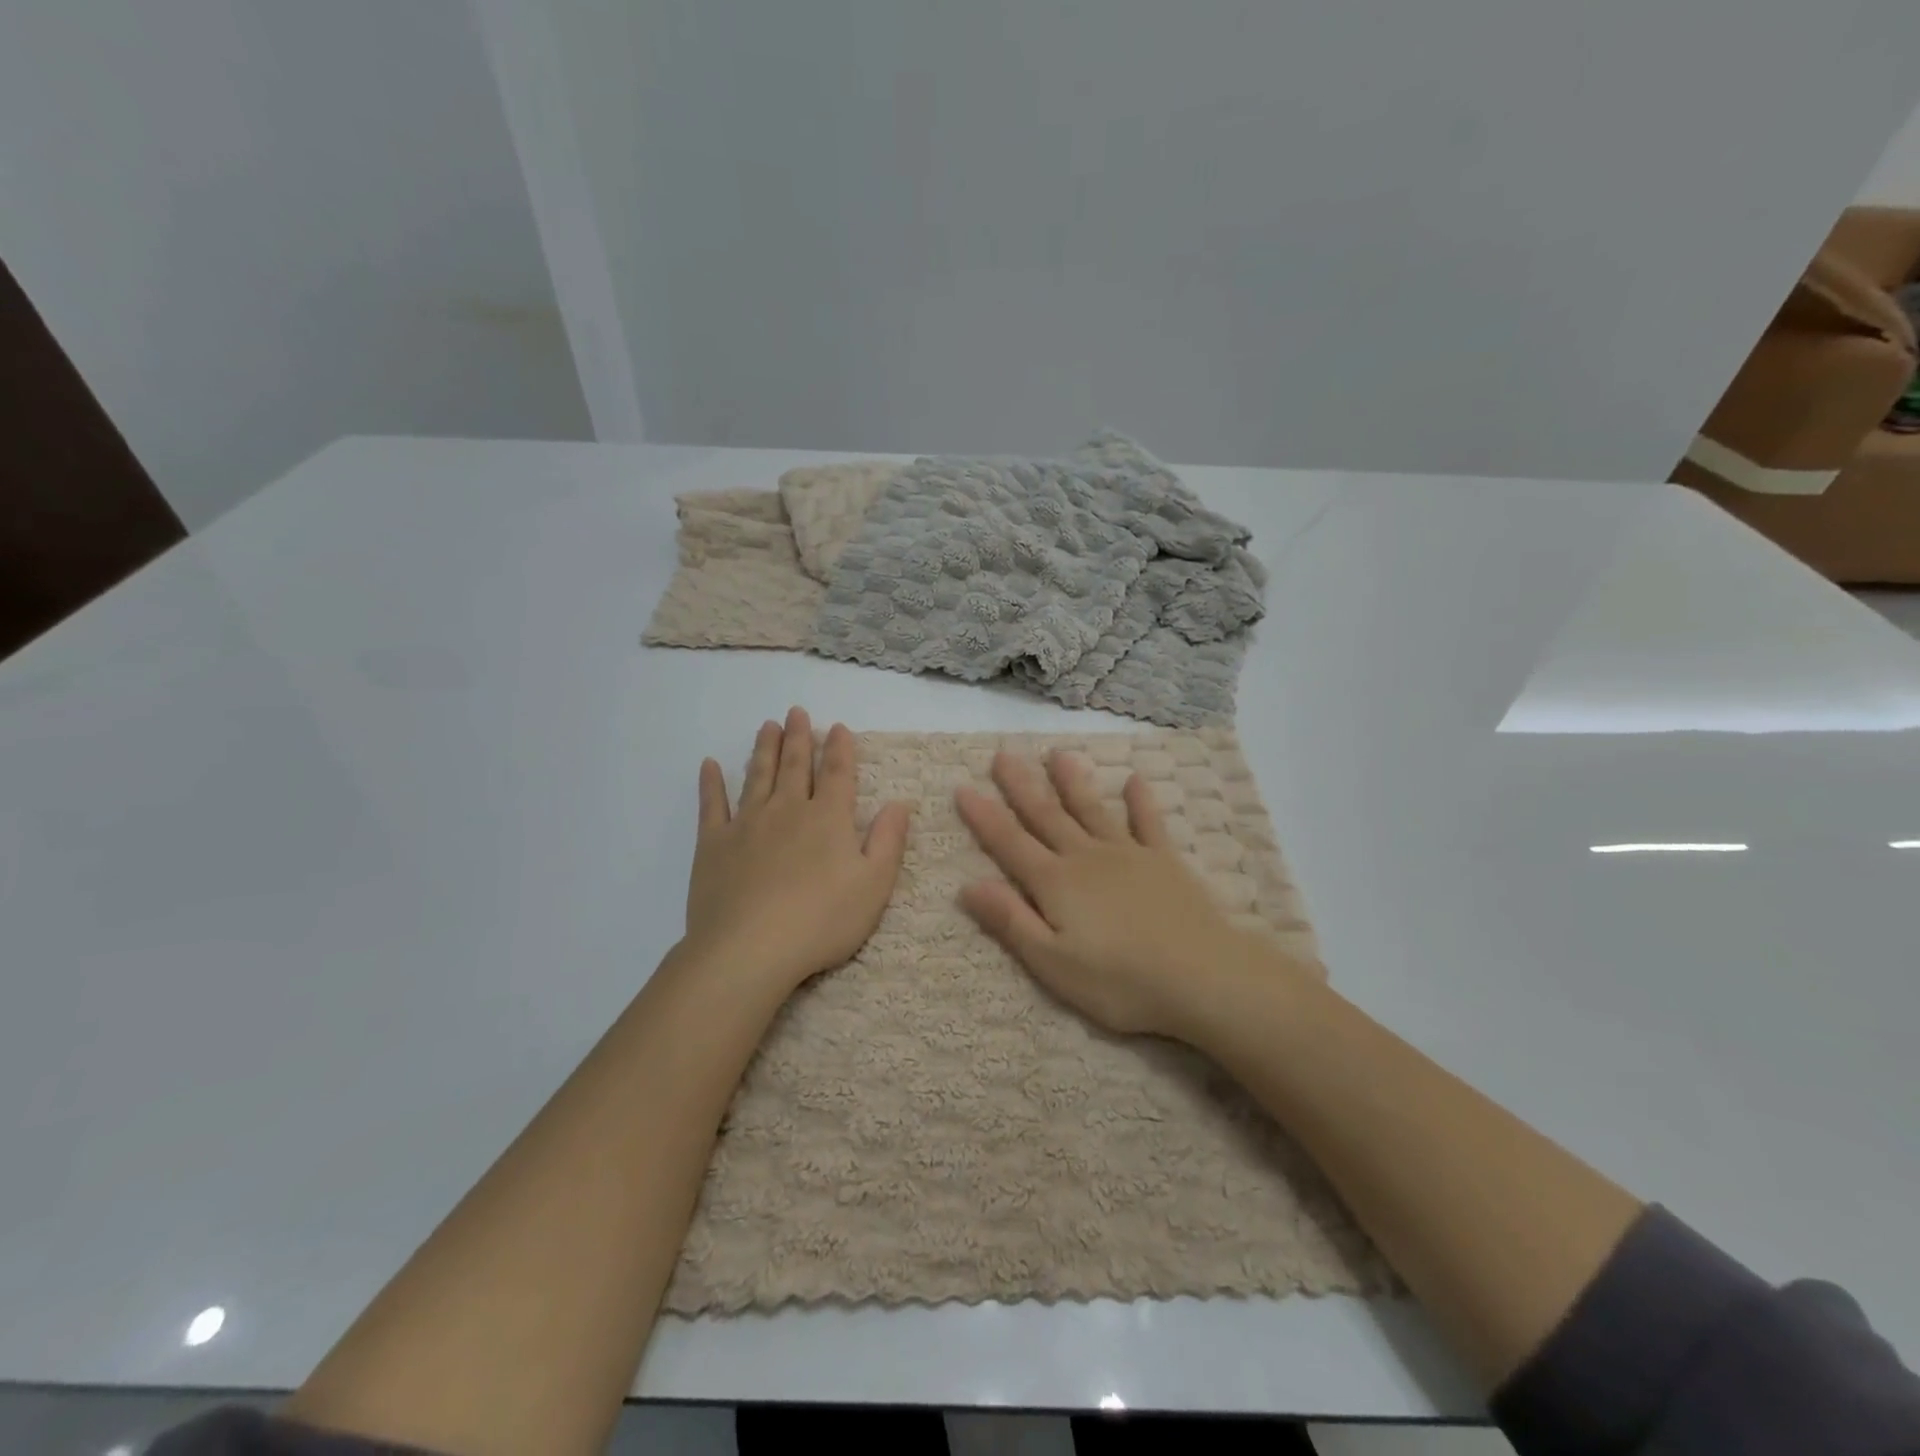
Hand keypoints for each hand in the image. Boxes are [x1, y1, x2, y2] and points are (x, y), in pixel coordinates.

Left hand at [685, 707, 910, 993]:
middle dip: (799, 738)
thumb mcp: (873, 885)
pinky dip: (711, 783)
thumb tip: (898, 803)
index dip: (840, 749)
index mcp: (828, 819)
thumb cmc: (821, 921)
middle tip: (796, 712)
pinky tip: (709, 765)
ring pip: (758, 776)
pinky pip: (712, 805)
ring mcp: (747, 824)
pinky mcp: (714, 844)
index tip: (838, 727)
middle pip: (795, 766)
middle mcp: (788, 810)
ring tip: (767, 726)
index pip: (838, 774)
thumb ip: (888, 841)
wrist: (749, 949)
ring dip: (764, 749)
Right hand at [956, 751, 1298, 1038]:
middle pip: (1047, 816)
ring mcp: (1128, 855)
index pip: (1010, 843)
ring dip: (1072, 781)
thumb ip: (1011, 920)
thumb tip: (967, 885)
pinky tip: (1135, 779)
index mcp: (1056, 883)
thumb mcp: (1053, 963)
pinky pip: (1148, 823)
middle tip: (1003, 754)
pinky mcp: (1164, 861)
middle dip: (1022, 786)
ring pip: (1092, 810)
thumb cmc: (1121, 981)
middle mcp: (1086, 858)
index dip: (984, 817)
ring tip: (1058, 754)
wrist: (1203, 977)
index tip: (963, 787)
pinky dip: (1140, 801)